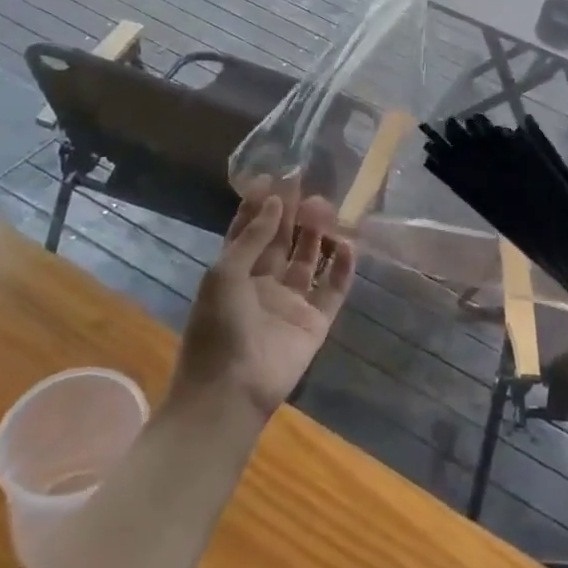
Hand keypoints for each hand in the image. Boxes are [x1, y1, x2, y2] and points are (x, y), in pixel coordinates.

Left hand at [168, 191, 354, 421]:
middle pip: (283, 241)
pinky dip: (343, 267)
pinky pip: (333, 289)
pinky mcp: (315, 322)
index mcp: (236, 274)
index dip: (262, 205)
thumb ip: (252, 237)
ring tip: (327, 208)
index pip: (251, 231)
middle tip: (308, 185)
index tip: (276, 176)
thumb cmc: (217, 328)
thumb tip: (274, 200)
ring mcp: (292, 303)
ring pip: (310, 259)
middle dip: (294, 213)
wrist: (229, 391)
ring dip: (318, 234)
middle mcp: (265, 284)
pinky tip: (349, 244)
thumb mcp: (224, 274)